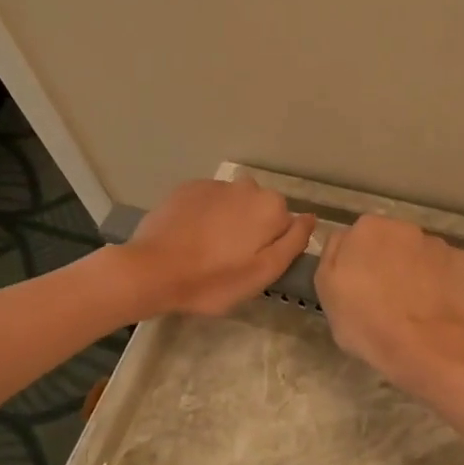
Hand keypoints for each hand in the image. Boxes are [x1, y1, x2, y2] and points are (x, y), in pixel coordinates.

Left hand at [120, 178, 314, 316]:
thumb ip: (293, 242)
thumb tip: (310, 217)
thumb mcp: (263, 272)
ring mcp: (215, 184)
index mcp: (270, 207)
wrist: (153, 270)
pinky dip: (206, 215)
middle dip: (252, 229)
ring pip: (234, 203)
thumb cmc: (214, 280)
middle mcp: (247, 186)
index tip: (254, 265)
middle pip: (260, 209)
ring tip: (208, 249)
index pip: (286, 224)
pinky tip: (191, 237)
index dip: (273, 246)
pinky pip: (208, 201)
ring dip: (228, 220)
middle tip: (231, 260)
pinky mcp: (187, 188)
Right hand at [315, 214, 463, 391]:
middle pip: (393, 243)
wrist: (427, 349)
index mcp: (368, 229)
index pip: (359, 239)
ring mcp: (440, 245)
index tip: (360, 288)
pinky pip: (449, 270)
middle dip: (390, 264)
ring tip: (418, 309)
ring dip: (418, 273)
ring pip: (423, 256)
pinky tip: (440, 309)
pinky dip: (444, 284)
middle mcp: (405, 227)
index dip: (359, 264)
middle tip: (387, 300)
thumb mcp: (327, 291)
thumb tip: (344, 240)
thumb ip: (333, 256)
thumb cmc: (367, 323)